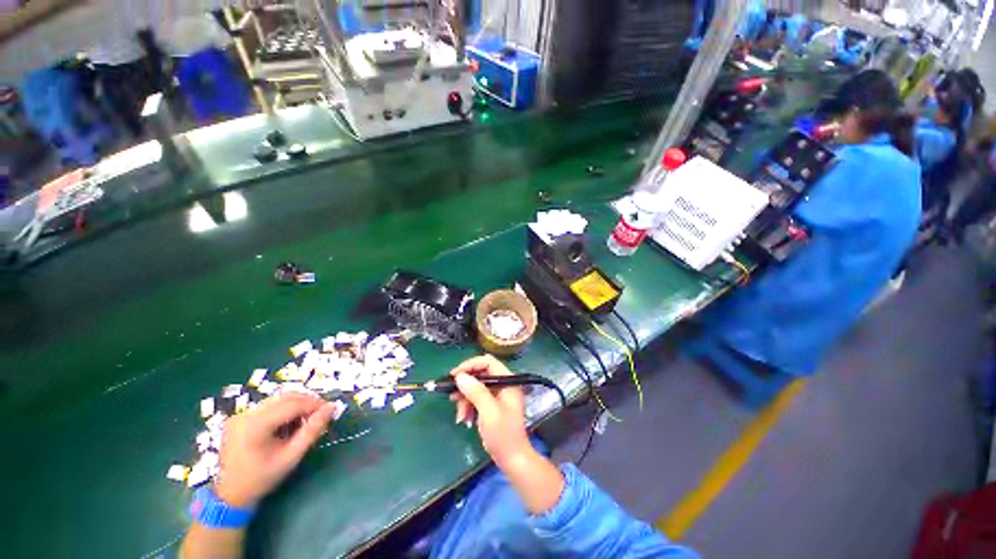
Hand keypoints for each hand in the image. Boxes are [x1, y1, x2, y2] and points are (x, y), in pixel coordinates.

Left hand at [214, 393, 335, 507]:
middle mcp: (246, 414)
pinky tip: (289, 424)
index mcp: (255, 425)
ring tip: (307, 420)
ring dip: (297, 405)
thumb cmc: (262, 479)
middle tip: (322, 413)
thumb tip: (331, 408)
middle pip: (285, 398)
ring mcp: (241, 415)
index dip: (315, 404)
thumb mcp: (291, 457)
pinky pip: (269, 406)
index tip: (331, 409)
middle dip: (307, 402)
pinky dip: (284, 410)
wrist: (229, 496)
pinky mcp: (240, 418)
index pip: (292, 404)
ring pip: (278, 400)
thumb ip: (312, 431)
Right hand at [449, 355, 531, 467]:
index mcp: (508, 381)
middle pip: (480, 374)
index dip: (470, 365)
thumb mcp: (489, 412)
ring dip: (465, 398)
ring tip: (459, 414)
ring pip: (476, 387)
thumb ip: (476, 392)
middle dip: (465, 385)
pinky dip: (468, 405)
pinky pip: (476, 398)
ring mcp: (498, 394)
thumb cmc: (503, 435)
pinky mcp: (492, 404)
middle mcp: (503, 384)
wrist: (512, 460)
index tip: (454, 375)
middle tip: (451, 394)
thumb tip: (460, 376)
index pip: (488, 362)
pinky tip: (463, 418)